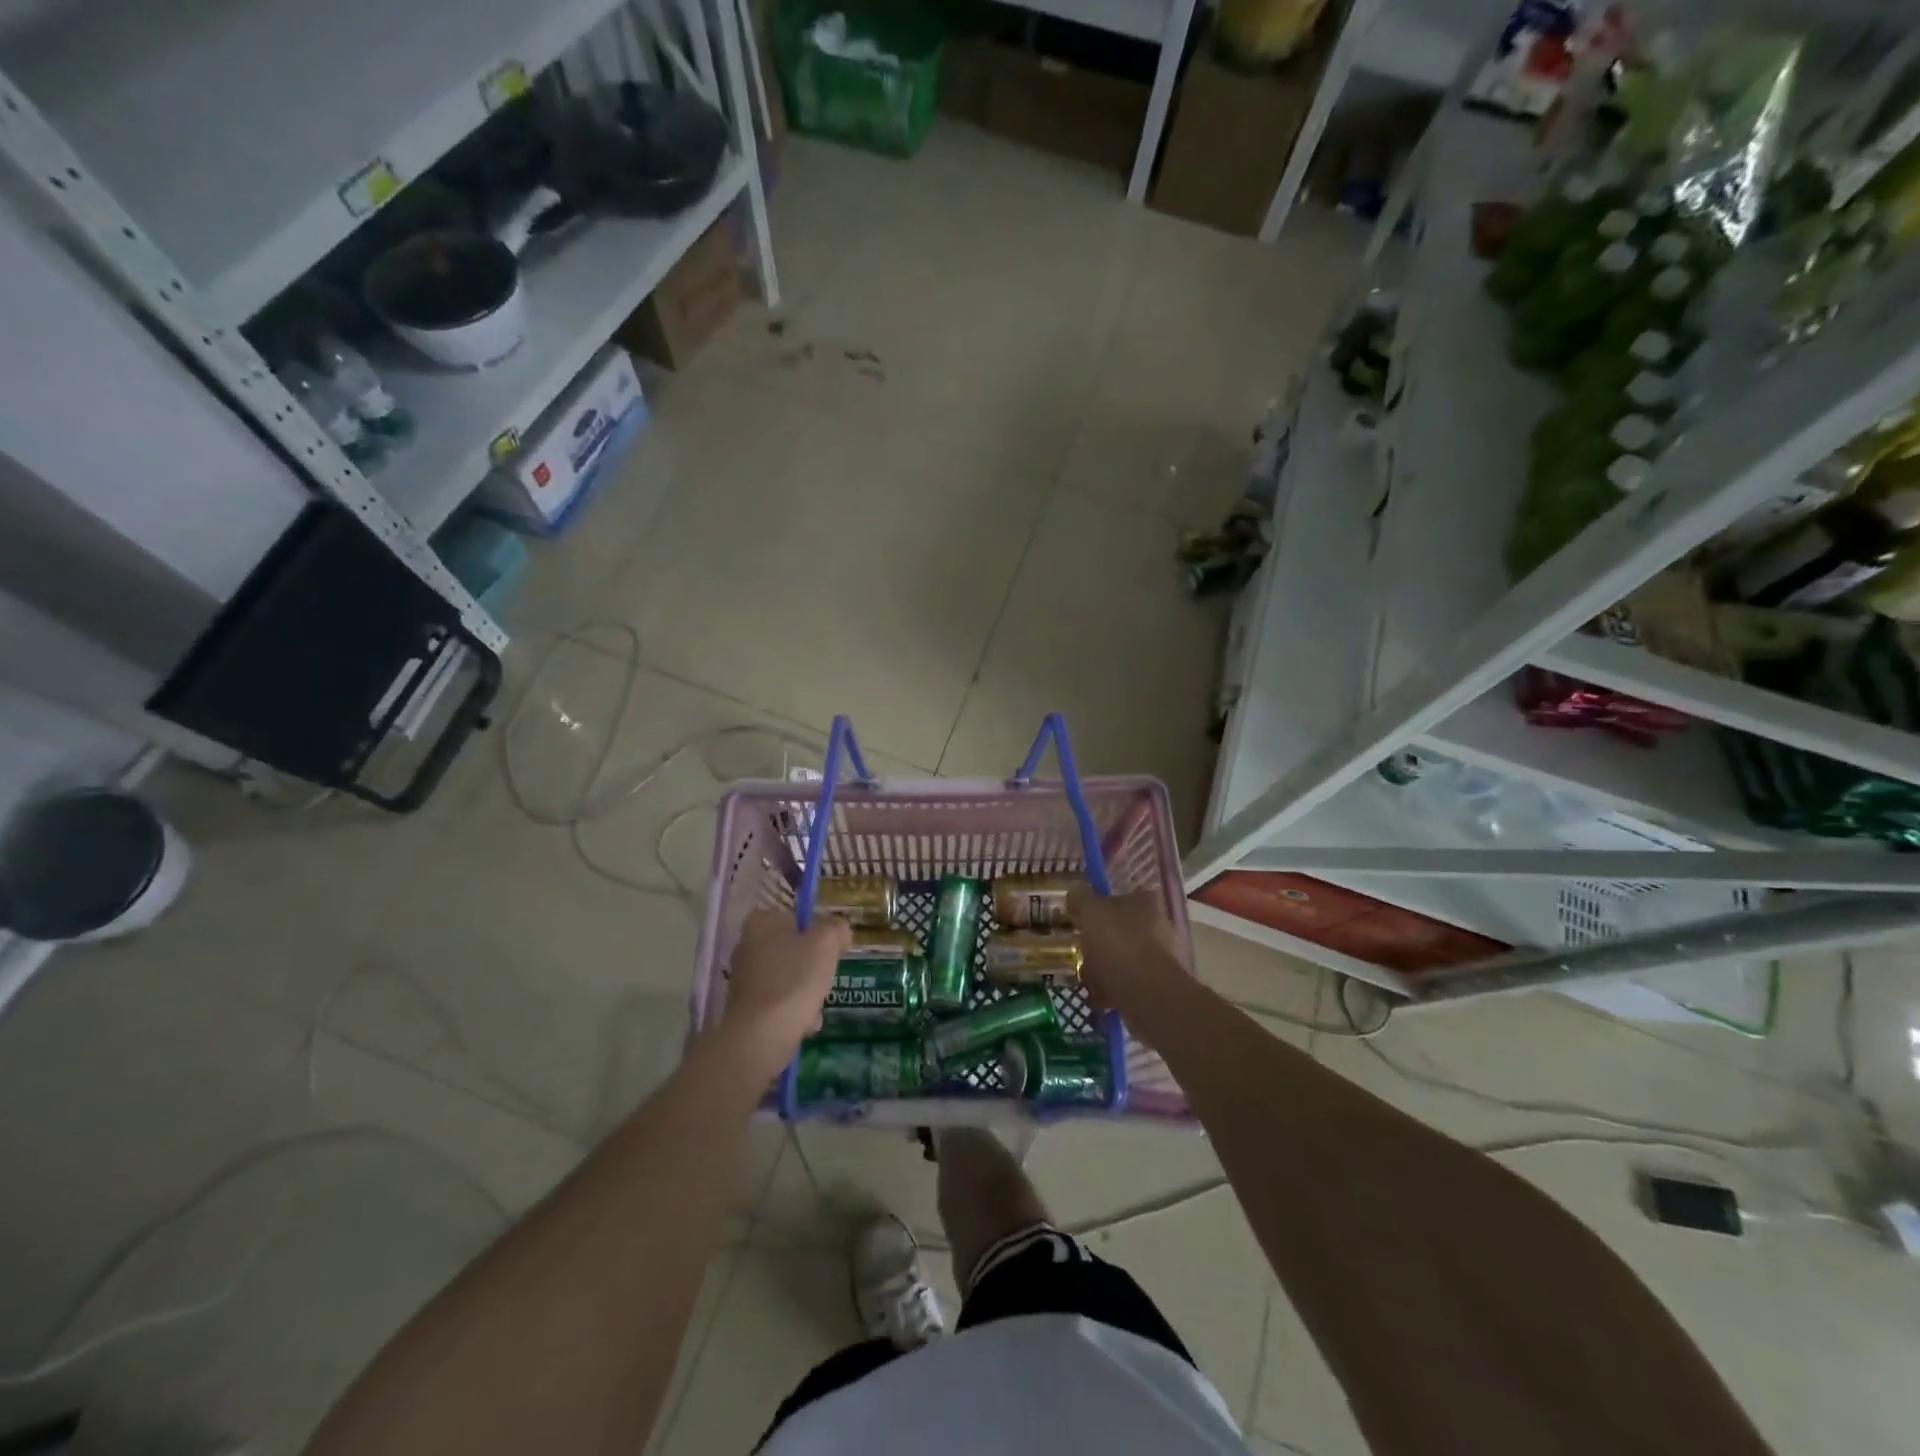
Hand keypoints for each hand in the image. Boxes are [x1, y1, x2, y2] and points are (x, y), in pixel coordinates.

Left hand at [719, 908, 850, 1074]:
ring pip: (791, 979)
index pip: (796, 917)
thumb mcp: (827, 942)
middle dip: (814, 967)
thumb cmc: (795, 978)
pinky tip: (804, 1024)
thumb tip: (837, 929)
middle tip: (824, 978)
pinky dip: (795, 1013)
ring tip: (814, 1006)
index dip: (818, 932)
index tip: (830, 950)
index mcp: (762, 922)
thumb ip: (836, 927)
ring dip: (808, 993)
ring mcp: (745, 979)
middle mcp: (747, 946)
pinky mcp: (746, 1008)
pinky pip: (781, 1003)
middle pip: (795, 950)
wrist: (761, 1035)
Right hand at [1067, 888, 1186, 1011]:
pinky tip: (1098, 996)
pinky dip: (1115, 988)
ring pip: (1125, 957)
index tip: (1083, 920)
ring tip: (1087, 977)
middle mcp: (1159, 925)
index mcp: (1145, 902)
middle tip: (1082, 950)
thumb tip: (1075, 889)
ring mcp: (1162, 957)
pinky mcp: (1160, 986)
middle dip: (1103, 941)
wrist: (1146, 993)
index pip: (1122, 896)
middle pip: (1123, 928)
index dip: (1101, 907)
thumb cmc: (1117, 943)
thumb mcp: (1090, 911)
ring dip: (1107, 966)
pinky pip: (1130, 982)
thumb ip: (1081, 898)